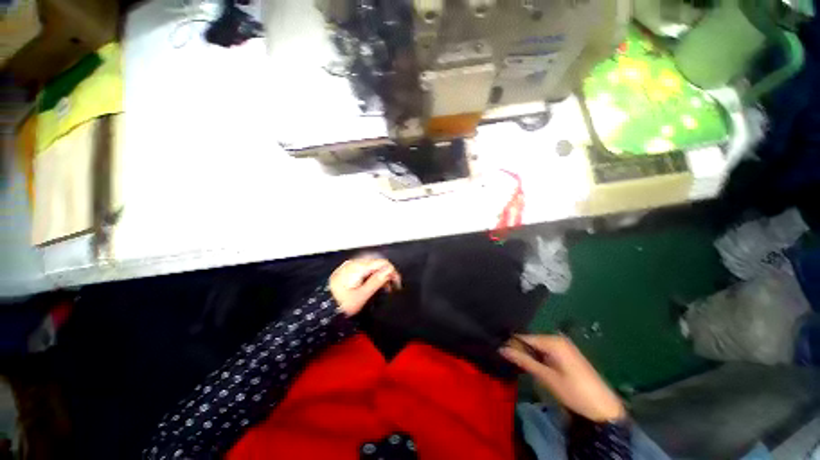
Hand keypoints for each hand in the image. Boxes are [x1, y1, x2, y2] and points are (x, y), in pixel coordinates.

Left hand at [329, 257, 400, 316]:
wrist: (320, 310)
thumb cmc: (340, 304)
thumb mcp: (361, 295)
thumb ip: (376, 281)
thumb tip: (389, 271)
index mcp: (358, 267)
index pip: (382, 263)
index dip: (392, 272)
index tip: (397, 283)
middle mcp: (354, 263)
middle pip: (377, 262)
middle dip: (387, 273)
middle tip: (392, 286)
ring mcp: (349, 266)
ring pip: (371, 265)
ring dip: (380, 274)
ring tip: (384, 288)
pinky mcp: (347, 270)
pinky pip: (364, 268)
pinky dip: (372, 275)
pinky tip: (373, 284)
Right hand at [500, 334, 625, 422]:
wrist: (604, 408)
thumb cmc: (574, 392)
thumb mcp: (546, 377)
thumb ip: (524, 360)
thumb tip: (501, 348)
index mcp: (552, 340)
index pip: (524, 336)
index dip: (511, 343)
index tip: (499, 350)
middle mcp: (557, 338)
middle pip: (531, 339)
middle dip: (520, 348)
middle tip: (507, 359)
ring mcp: (564, 345)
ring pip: (538, 345)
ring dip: (528, 353)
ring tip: (517, 362)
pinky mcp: (567, 353)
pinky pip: (546, 350)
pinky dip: (538, 356)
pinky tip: (533, 365)